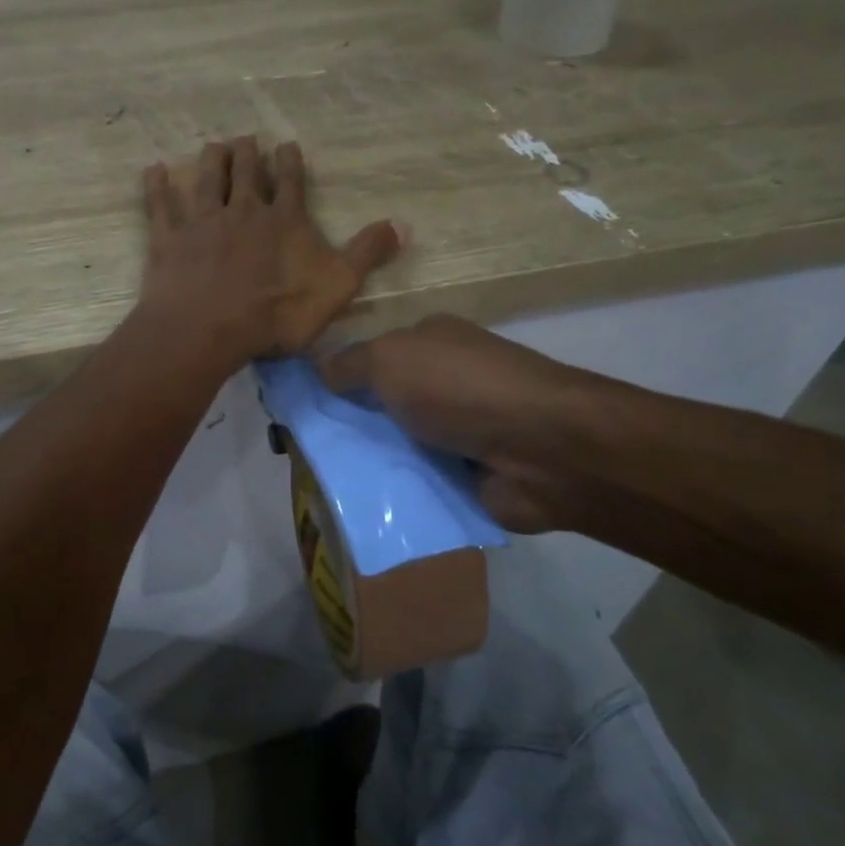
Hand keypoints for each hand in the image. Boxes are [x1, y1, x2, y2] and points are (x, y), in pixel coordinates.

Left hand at [138, 137, 402, 364]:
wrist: (210, 328)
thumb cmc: (277, 312)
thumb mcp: (337, 286)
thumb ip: (367, 253)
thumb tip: (403, 224)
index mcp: (284, 220)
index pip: (290, 182)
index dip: (290, 162)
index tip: (286, 144)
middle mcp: (243, 211)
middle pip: (246, 174)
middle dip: (247, 154)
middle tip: (245, 139)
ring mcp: (203, 223)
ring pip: (207, 182)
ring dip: (211, 161)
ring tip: (213, 145)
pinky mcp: (170, 240)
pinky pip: (161, 206)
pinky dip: (157, 187)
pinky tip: (153, 170)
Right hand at [318, 314, 609, 532]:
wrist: (541, 450)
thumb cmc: (459, 388)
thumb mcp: (391, 359)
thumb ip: (349, 364)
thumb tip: (318, 370)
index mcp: (431, 342)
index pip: (374, 356)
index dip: (339, 378)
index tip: (303, 404)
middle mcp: (444, 382)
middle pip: (382, 404)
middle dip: (349, 424)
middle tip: (305, 448)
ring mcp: (458, 430)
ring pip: (396, 445)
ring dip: (370, 462)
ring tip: (323, 480)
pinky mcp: (467, 474)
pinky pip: (417, 482)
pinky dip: (396, 491)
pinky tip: (360, 503)